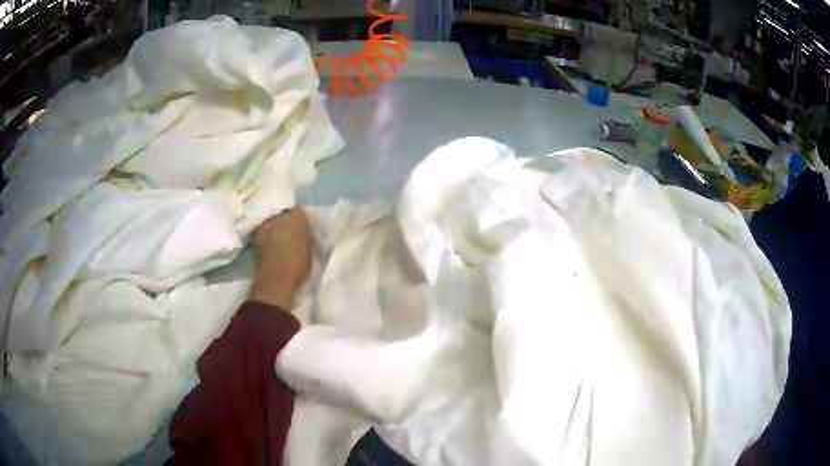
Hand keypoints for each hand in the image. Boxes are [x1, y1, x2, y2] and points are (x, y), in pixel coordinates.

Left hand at [248, 209, 312, 309]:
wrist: (275, 282)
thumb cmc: (297, 266)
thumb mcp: (310, 249)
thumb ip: (307, 236)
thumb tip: (304, 231)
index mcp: (296, 217)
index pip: (301, 213)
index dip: (302, 222)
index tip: (305, 231)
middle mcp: (278, 216)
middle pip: (284, 215)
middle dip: (287, 222)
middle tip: (293, 234)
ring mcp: (265, 226)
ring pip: (273, 222)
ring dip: (277, 229)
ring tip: (281, 240)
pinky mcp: (256, 237)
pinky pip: (265, 232)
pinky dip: (269, 237)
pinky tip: (273, 246)